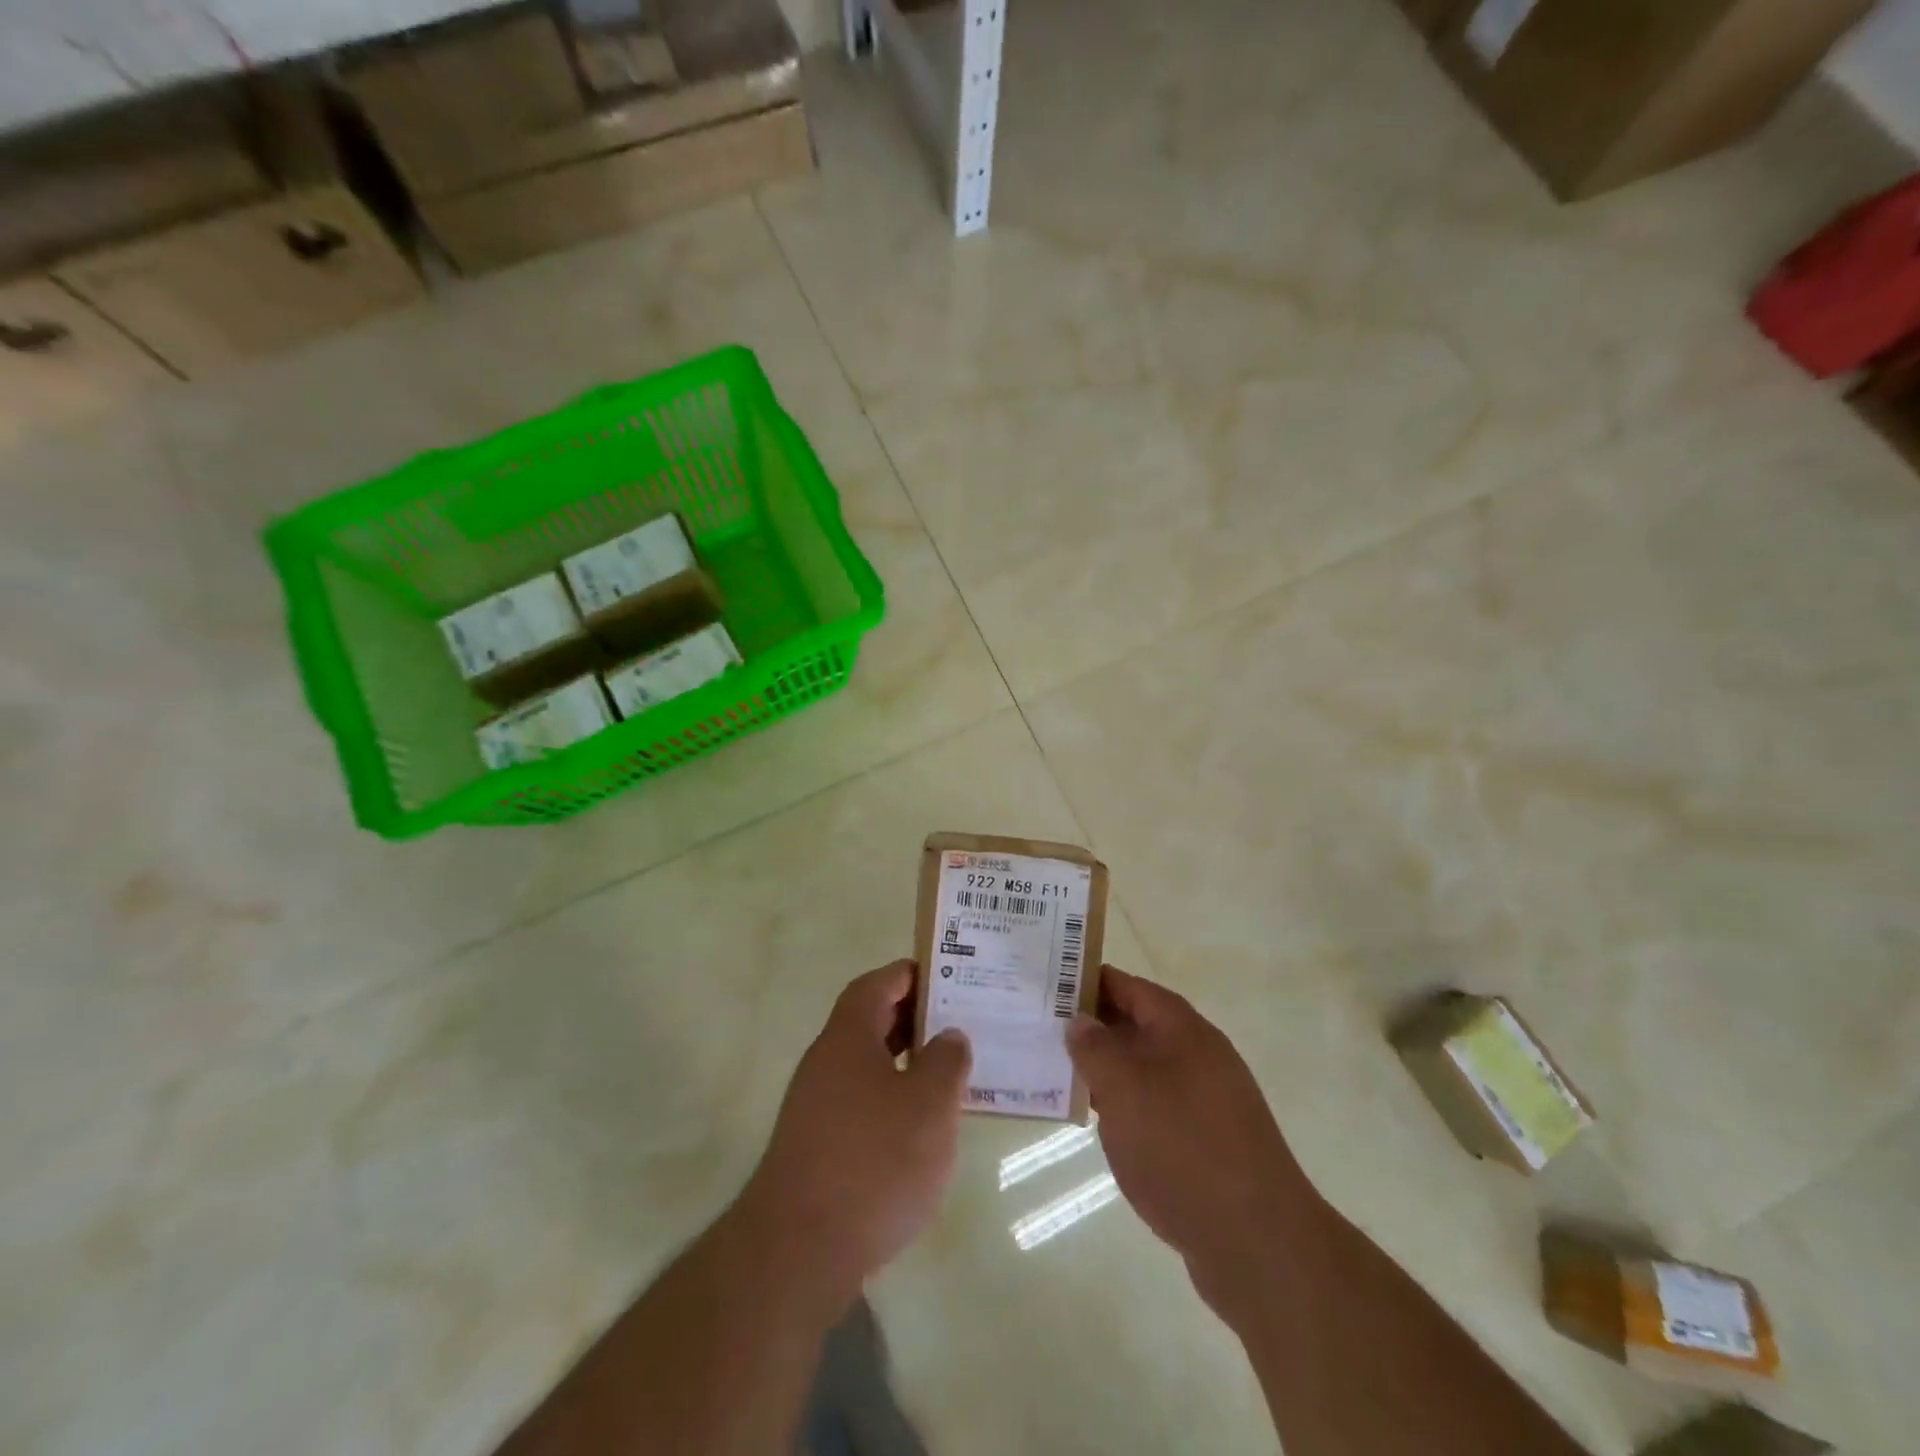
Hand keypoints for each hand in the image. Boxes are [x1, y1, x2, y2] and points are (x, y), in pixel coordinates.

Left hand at [740, 961, 970, 1304]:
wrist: (798, 1252)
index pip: (875, 985)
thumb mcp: (930, 1105)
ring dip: (905, 1063)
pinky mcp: (816, 1149)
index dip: (908, 974)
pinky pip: (860, 1104)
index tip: (945, 975)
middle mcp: (825, 1063)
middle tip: (957, 1023)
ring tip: (948, 1075)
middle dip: (912, 1018)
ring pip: (866, 1066)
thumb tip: (949, 1036)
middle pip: (869, 1023)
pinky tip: (920, 1130)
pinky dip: (892, 1102)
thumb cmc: (873, 1161)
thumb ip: (946, 1062)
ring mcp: (815, 1108)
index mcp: (848, 1037)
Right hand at [1068, 967, 1321, 1315]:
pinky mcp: (1205, 1141)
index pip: (1130, 987)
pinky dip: (1123, 1105)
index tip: (1048, 984)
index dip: (1090, 981)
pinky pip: (1154, 1106)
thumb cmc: (1182, 1147)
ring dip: (1105, 1069)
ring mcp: (1205, 1100)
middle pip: (1137, 1025)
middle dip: (1092, 1026)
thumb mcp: (1124, 1088)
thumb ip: (1095, 1048)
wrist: (1256, 1242)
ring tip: (1056, 1071)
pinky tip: (1095, 1121)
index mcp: (1183, 1029)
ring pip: (1144, 1069)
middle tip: (1041, 1028)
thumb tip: (1079, 1021)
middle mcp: (1198, 1056)